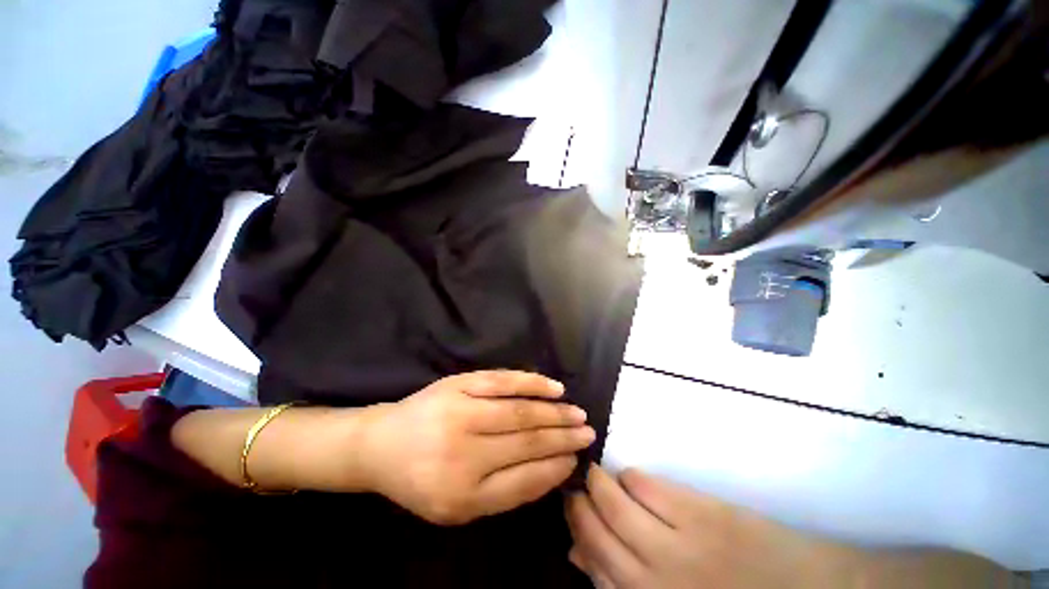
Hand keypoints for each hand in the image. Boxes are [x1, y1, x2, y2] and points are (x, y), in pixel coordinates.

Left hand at [360, 371, 594, 524]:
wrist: (381, 444)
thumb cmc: (420, 479)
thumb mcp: (457, 506)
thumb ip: (504, 492)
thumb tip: (551, 469)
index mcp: (462, 495)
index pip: (525, 480)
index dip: (556, 469)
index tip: (576, 460)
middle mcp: (464, 454)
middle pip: (527, 442)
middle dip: (563, 438)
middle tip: (588, 432)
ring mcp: (461, 412)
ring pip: (520, 411)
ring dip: (555, 412)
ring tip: (578, 413)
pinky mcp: (460, 384)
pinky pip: (503, 381)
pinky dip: (533, 383)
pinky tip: (554, 387)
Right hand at [566, 465, 837, 588]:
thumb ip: (623, 582)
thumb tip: (578, 553)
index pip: (594, 565)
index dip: (576, 533)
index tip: (570, 511)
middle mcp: (659, 580)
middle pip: (598, 532)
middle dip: (579, 505)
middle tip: (577, 488)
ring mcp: (680, 543)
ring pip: (616, 505)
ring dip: (598, 483)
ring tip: (595, 474)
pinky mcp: (699, 511)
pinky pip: (647, 486)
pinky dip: (631, 478)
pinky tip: (631, 479)